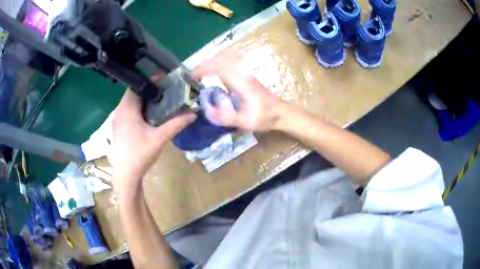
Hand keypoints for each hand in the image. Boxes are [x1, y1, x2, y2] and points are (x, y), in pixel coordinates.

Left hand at [111, 89, 195, 187]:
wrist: (126, 174)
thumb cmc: (140, 153)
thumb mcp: (160, 138)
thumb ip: (176, 124)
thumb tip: (193, 114)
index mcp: (127, 109)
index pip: (136, 86)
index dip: (149, 81)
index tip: (164, 81)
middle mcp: (119, 111)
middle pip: (133, 94)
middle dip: (148, 91)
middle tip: (165, 92)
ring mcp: (116, 120)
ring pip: (130, 103)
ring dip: (142, 101)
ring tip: (159, 103)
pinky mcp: (117, 128)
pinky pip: (127, 112)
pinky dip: (137, 110)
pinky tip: (148, 117)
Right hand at [194, 59, 286, 131]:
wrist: (280, 112)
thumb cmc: (264, 117)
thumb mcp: (245, 121)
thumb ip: (226, 117)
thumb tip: (207, 111)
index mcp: (240, 82)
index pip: (219, 67)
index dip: (204, 69)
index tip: (193, 76)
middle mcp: (241, 74)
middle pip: (220, 60)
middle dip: (205, 65)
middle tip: (193, 75)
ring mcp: (244, 74)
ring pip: (225, 61)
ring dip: (211, 64)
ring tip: (200, 75)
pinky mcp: (245, 76)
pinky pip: (228, 65)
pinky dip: (217, 67)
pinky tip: (213, 76)